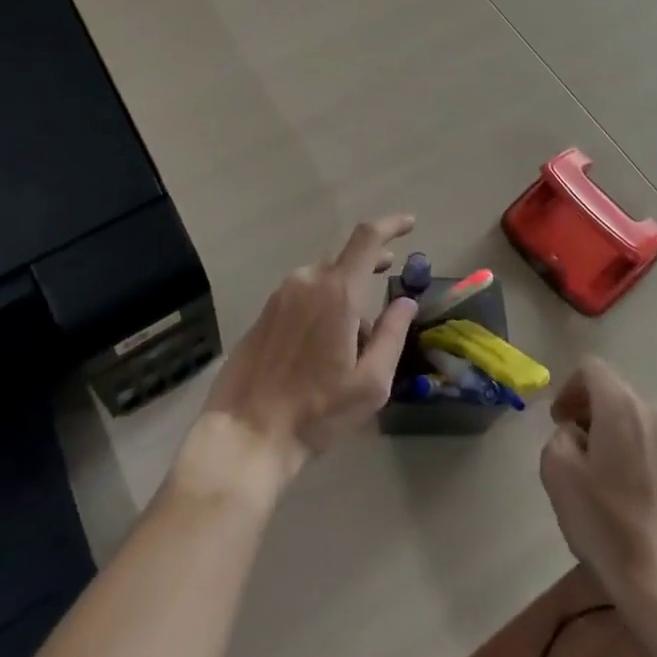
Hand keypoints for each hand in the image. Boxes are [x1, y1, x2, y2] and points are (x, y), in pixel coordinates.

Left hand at [189, 216, 418, 492]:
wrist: (246, 432)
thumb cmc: (316, 411)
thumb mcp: (370, 383)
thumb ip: (392, 335)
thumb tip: (406, 303)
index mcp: (337, 292)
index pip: (367, 239)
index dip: (391, 225)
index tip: (409, 224)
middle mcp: (307, 281)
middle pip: (345, 259)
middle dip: (369, 267)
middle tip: (388, 280)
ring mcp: (282, 294)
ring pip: (323, 278)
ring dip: (344, 292)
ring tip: (355, 335)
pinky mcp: (265, 311)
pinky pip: (303, 293)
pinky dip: (322, 303)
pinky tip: (323, 343)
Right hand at [539, 360, 656, 606]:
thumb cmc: (606, 523)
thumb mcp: (557, 472)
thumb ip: (559, 436)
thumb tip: (576, 434)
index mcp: (621, 406)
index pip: (591, 369)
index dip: (569, 388)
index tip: (559, 420)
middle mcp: (655, 414)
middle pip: (616, 395)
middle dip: (592, 413)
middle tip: (575, 446)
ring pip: (638, 424)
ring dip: (617, 436)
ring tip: (603, 475)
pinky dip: (639, 460)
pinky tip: (631, 498)